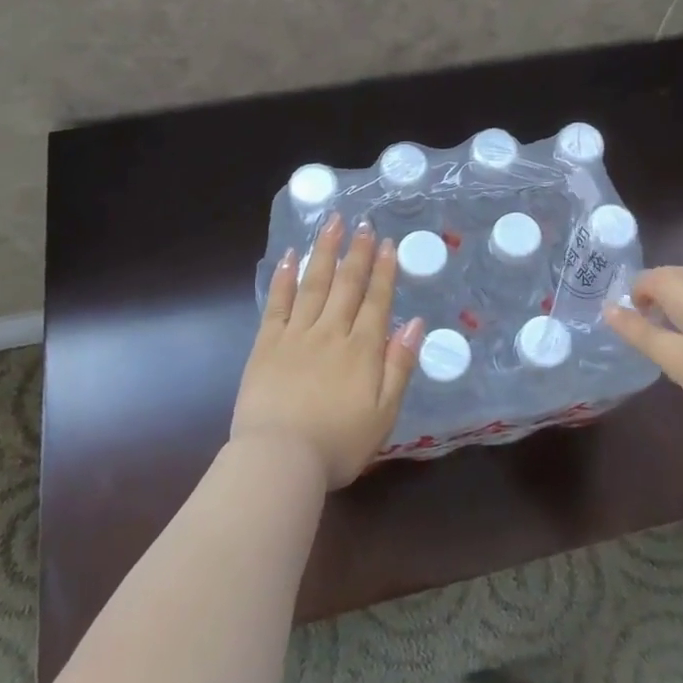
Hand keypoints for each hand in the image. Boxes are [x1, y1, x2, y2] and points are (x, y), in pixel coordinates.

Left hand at [231, 213, 424, 489]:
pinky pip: (278, 302)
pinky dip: (285, 277)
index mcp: (363, 349)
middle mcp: (331, 332)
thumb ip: (400, 366)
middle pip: (347, 284)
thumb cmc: (338, 444)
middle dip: (357, 252)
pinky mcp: (267, 343)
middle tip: (363, 223)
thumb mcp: (384, 413)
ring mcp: (296, 334)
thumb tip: (416, 324)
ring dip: (325, 251)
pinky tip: (291, 256)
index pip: (377, 300)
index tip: (387, 243)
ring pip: (314, 283)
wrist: (279, 459)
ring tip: (332, 223)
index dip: (383, 270)